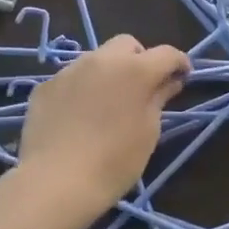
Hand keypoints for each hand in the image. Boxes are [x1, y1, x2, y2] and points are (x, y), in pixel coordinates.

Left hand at [18, 34, 188, 224]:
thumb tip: (169, 82)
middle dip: (140, 59)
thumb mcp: (148, 132)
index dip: (179, 63)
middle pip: (127, 45)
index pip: (166, 53)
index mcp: (134, 70)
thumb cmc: (114, 161)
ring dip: (109, 73)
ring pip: (97, 59)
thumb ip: (159, 99)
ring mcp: (69, 71)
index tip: (183, 78)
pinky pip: (72, 79)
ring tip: (108, 104)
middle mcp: (101, 60)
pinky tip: (79, 117)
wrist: (55, 183)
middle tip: (143, 88)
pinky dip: (83, 89)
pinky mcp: (45, 87)